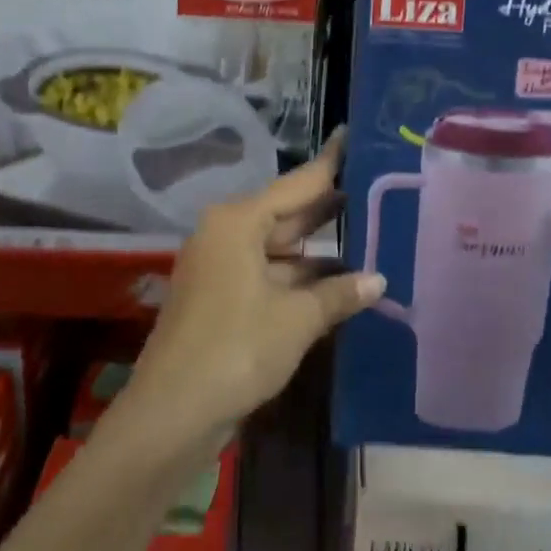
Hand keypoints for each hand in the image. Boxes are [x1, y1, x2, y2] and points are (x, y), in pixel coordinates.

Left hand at [116, 129, 384, 457]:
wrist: (171, 413)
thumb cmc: (236, 350)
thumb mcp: (296, 319)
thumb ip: (339, 293)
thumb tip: (378, 279)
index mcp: (238, 223)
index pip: (296, 184)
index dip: (328, 164)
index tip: (352, 137)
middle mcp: (225, 235)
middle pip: (285, 213)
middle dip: (326, 207)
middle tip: (372, 190)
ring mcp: (219, 267)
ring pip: (276, 247)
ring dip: (315, 249)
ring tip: (366, 237)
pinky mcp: (218, 297)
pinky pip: (266, 272)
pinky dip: (296, 276)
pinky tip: (334, 282)